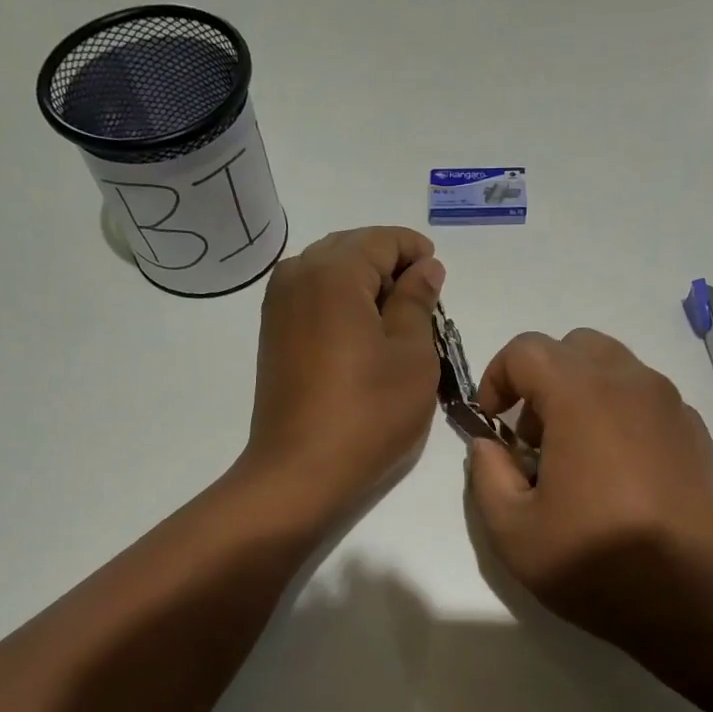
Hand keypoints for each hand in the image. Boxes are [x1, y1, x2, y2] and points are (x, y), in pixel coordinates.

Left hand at [241, 226, 445, 520]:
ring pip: (329, 273)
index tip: (439, 279)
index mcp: (334, 271)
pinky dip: (341, 305)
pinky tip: (363, 337)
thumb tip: (424, 267)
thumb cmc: (368, 413)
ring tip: (396, 323)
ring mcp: (278, 306)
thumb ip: (418, 301)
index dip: (416, 252)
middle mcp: (297, 274)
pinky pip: (312, 299)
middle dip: (390, 266)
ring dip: (364, 286)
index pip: (382, 240)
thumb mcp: (412, 355)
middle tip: (422, 303)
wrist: (300, 472)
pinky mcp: (273, 335)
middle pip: (351, 249)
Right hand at [466, 328, 712, 696]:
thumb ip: (487, 476)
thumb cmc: (599, 564)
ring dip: (581, 397)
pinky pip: (646, 402)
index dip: (495, 377)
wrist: (700, 602)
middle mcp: (633, 385)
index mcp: (583, 397)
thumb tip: (490, 446)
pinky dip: (618, 417)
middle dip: (541, 382)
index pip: (527, 349)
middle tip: (533, 440)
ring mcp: (673, 407)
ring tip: (574, 462)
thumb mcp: (513, 533)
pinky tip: (617, 479)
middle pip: (575, 348)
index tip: (491, 423)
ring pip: (615, 371)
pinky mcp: (698, 435)